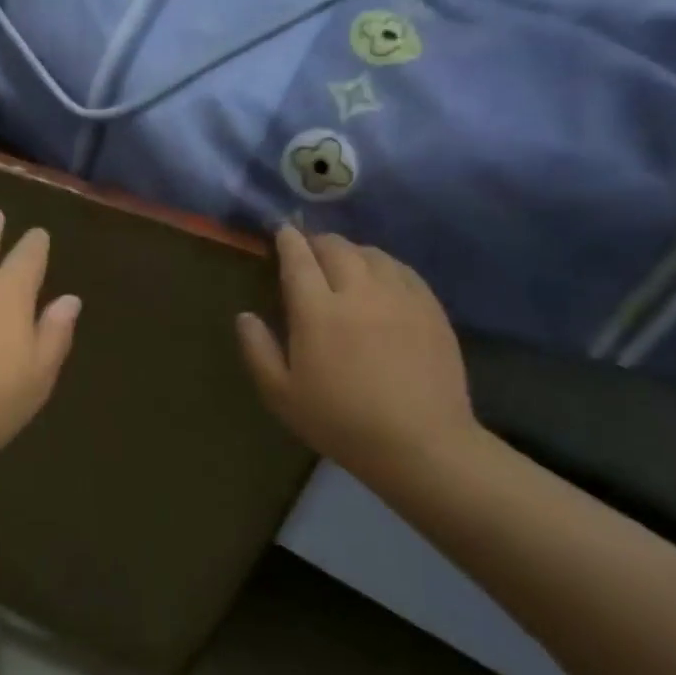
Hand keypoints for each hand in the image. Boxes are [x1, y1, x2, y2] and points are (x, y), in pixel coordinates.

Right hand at [237, 227, 478, 476]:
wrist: (419, 443)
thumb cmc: (340, 421)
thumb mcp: (281, 394)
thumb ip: (257, 350)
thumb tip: (245, 316)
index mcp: (317, 311)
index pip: (299, 260)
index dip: (288, 241)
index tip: (281, 231)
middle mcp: (359, 292)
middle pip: (337, 248)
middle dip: (318, 241)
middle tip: (308, 248)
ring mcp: (400, 297)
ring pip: (372, 254)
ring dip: (351, 251)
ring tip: (343, 261)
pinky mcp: (431, 309)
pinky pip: (403, 270)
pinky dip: (384, 264)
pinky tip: (381, 277)